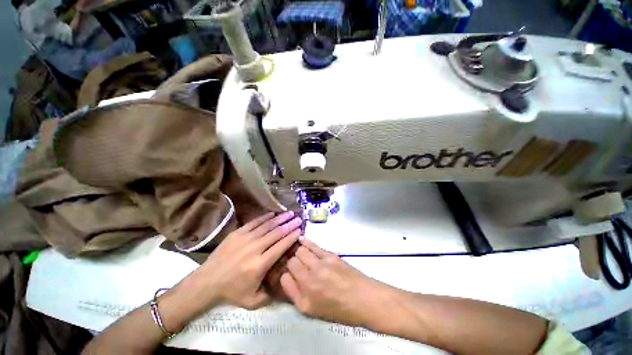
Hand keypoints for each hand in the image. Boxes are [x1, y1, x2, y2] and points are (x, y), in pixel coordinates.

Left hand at [197, 211, 301, 309]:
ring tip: (290, 213)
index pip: (281, 246)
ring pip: (267, 225)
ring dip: (280, 218)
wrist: (207, 282)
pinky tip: (273, 214)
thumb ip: (271, 294)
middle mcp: (255, 248)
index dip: (292, 236)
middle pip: (276, 233)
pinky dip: (265, 217)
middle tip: (299, 218)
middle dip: (289, 224)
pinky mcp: (237, 233)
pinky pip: (255, 222)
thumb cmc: (231, 292)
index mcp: (260, 264)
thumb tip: (284, 282)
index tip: (300, 230)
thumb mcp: (253, 301)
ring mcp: (245, 239)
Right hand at [280, 238, 384, 325]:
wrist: (364, 299)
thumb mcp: (313, 311)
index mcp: (304, 301)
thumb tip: (286, 277)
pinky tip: (301, 239)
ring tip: (298, 251)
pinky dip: (304, 242)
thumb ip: (296, 295)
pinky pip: (312, 246)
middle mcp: (309, 282)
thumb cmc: (339, 309)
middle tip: (294, 261)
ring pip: (300, 251)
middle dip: (290, 261)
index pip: (283, 279)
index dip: (284, 273)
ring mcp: (320, 267)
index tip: (286, 271)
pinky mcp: (329, 256)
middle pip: (291, 262)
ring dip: (297, 251)